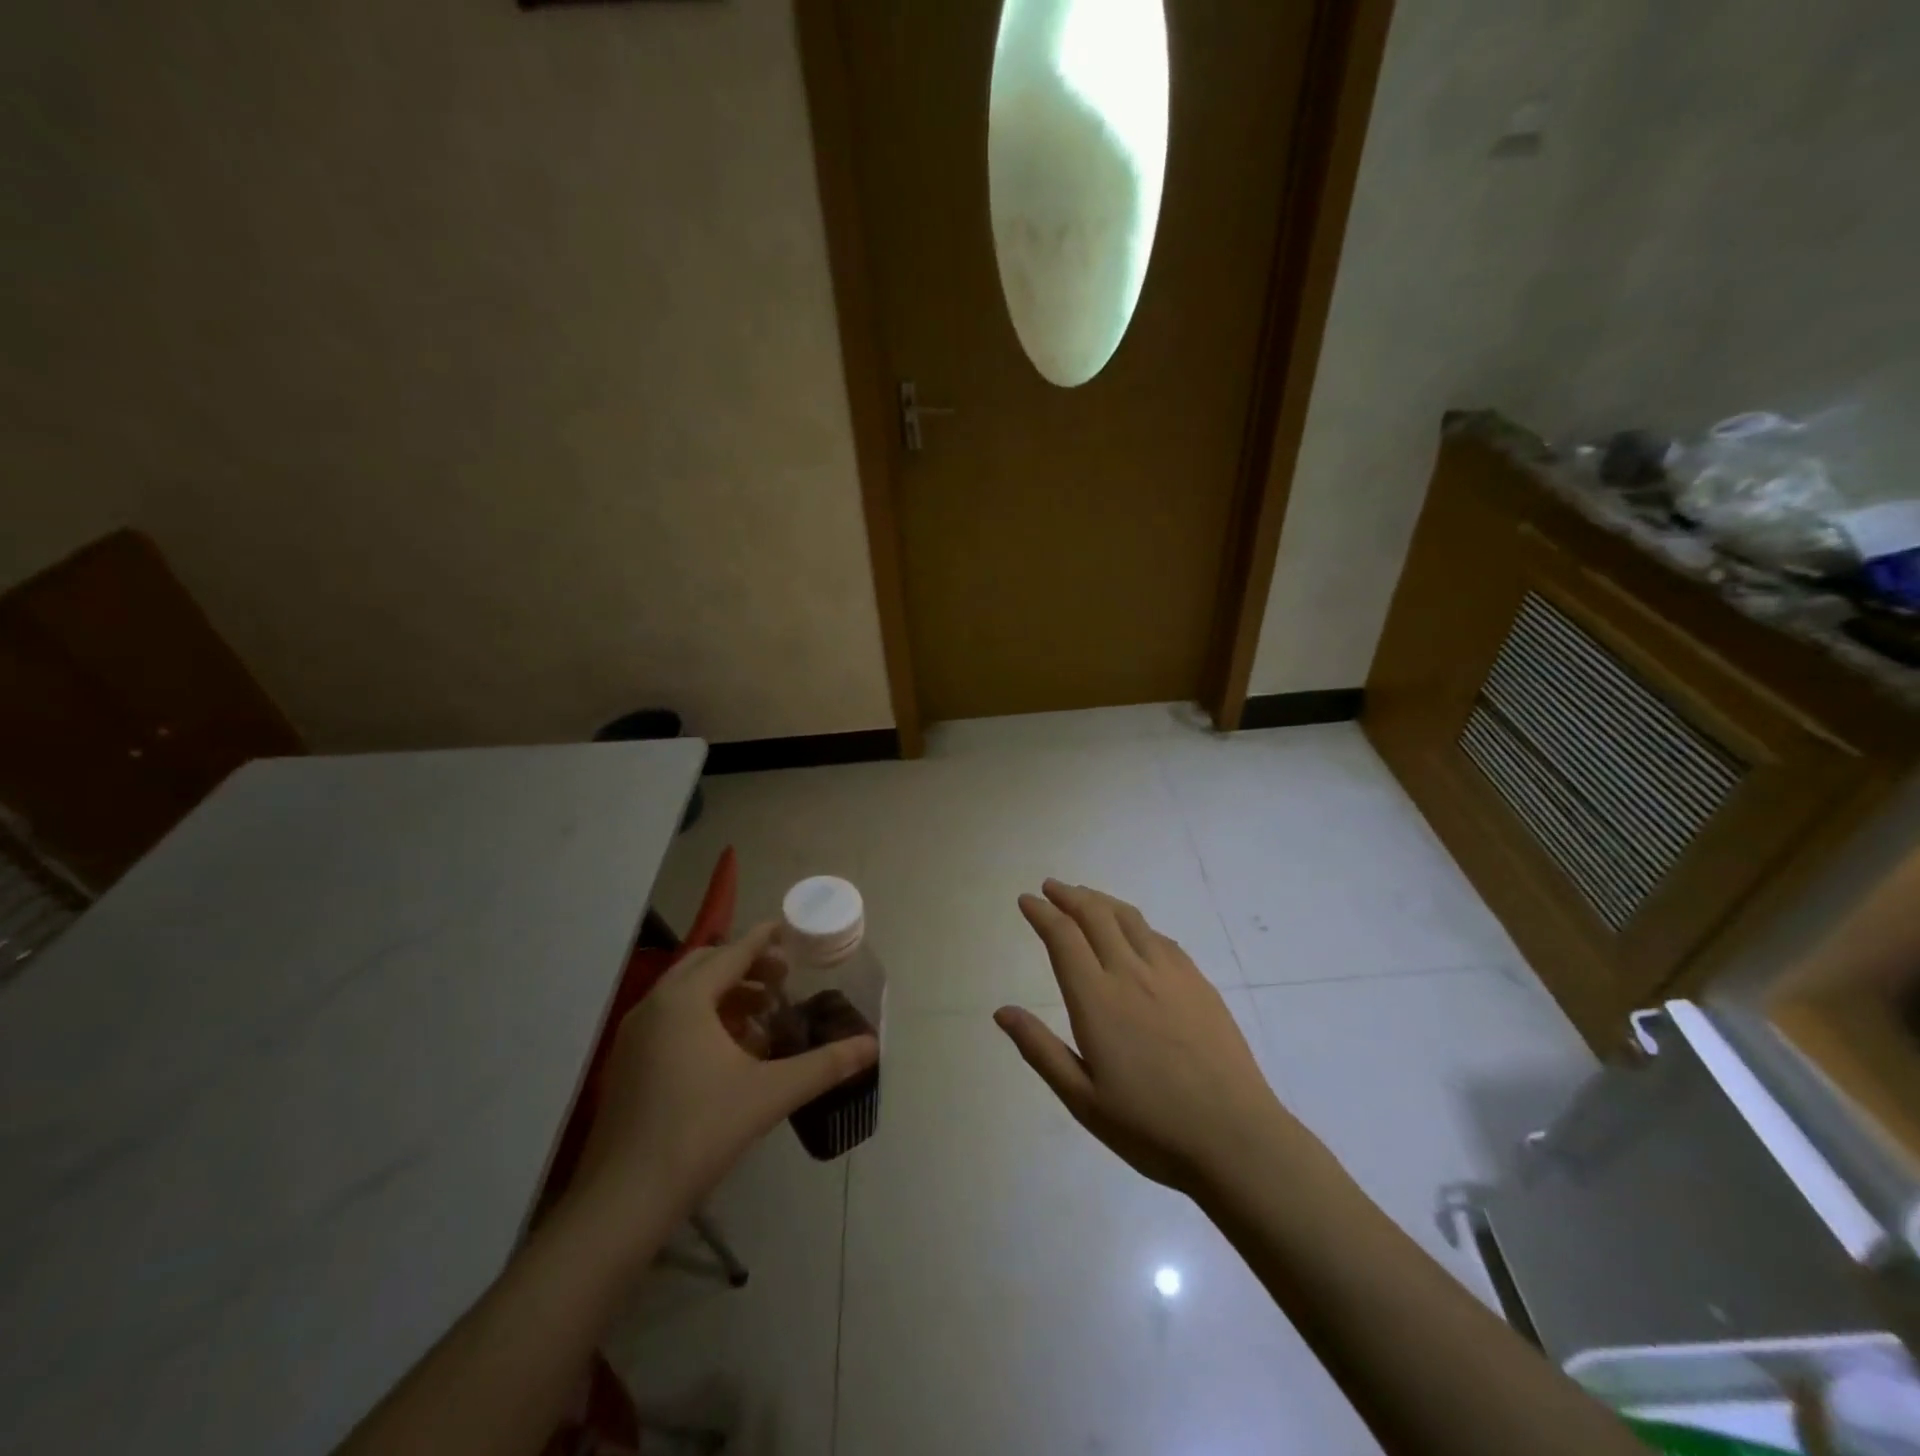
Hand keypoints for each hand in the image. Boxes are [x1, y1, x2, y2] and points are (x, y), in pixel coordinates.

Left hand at [575, 922, 877, 1221]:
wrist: (622, 1202)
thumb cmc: (699, 1132)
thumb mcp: (770, 1094)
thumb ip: (824, 1065)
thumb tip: (871, 1046)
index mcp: (685, 1000)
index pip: (732, 953)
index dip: (762, 939)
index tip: (787, 929)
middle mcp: (655, 1006)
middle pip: (705, 966)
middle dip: (745, 966)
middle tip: (782, 980)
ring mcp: (634, 1036)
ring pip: (686, 994)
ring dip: (725, 993)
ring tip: (763, 1015)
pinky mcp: (627, 1064)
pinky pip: (670, 1020)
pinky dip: (703, 1018)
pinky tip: (730, 1052)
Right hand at [995, 880, 1295, 1195]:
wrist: (1235, 1137)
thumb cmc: (1150, 1126)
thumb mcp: (1082, 1099)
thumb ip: (1040, 1049)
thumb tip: (1002, 1011)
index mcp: (1097, 999)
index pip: (1063, 936)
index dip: (1042, 913)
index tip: (1027, 900)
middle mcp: (1130, 972)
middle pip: (1095, 915)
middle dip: (1068, 896)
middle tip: (1051, 887)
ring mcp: (1169, 973)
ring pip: (1129, 918)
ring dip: (1101, 901)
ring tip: (1086, 897)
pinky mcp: (1198, 982)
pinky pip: (1159, 937)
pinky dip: (1135, 923)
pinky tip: (1134, 931)